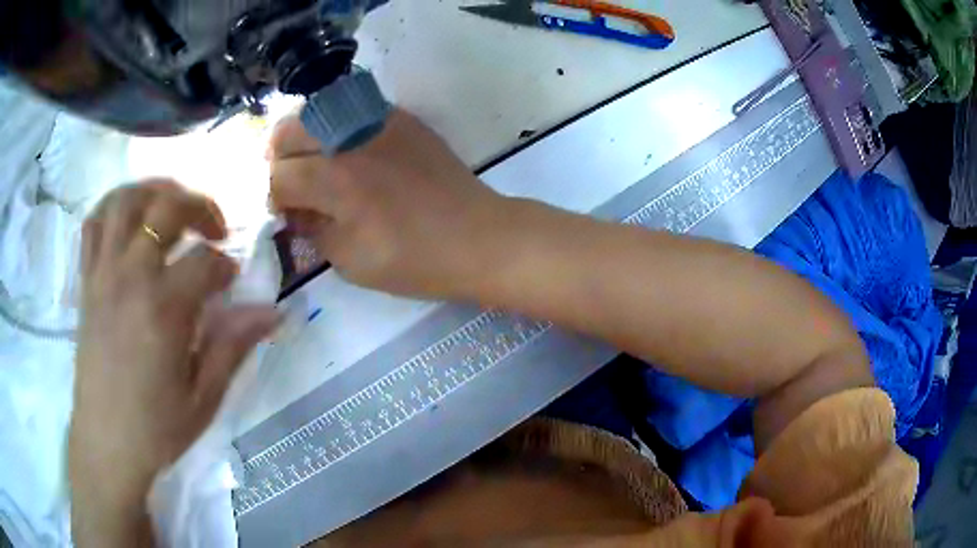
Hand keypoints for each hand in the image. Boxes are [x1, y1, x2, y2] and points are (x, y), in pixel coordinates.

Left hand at [70, 180, 278, 544]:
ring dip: (154, 192)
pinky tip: (130, 221)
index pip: (205, 261)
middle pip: (166, 207)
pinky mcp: (86, 281)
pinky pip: (94, 223)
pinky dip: (114, 208)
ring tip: (172, 208)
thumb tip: (275, 312)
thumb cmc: (157, 427)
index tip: (232, 285)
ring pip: (125, 200)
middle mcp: (130, 277)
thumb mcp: (204, 397)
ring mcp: (103, 274)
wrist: (107, 443)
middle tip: (213, 228)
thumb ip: (234, 346)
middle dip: (199, 205)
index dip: (226, 267)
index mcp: (163, 309)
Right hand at [269, 109, 508, 298]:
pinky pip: (350, 110)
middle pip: (286, 131)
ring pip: (315, 112)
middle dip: (279, 160)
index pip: (278, 177)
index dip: (275, 199)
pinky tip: (348, 153)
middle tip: (292, 185)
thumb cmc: (414, 259)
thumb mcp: (349, 260)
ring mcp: (376, 120)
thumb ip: (311, 230)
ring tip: (314, 165)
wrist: (477, 236)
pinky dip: (335, 128)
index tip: (286, 214)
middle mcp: (347, 138)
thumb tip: (294, 210)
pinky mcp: (399, 117)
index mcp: (333, 178)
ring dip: (303, 138)